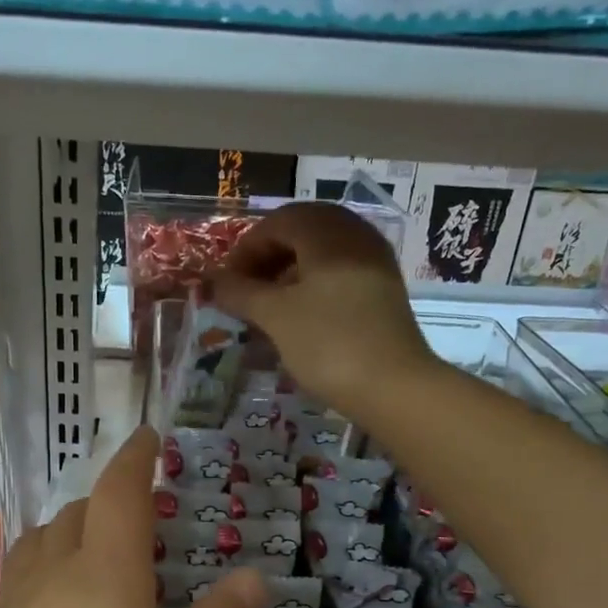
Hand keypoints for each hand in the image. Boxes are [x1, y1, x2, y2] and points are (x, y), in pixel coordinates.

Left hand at [0, 428, 264, 607]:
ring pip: (40, 545)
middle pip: (76, 514)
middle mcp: (53, 575)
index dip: (135, 458)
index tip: (147, 436)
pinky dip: (44, 577)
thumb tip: (254, 575)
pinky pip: (20, 585)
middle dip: (107, 501)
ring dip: (69, 533)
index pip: (120, 493)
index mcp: (105, 573)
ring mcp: (10, 607)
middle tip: (136, 517)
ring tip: (92, 555)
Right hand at [210, 201, 439, 418]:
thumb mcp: (275, 316)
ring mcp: (374, 262)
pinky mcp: (384, 290)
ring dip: (289, 273)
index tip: (226, 284)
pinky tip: (300, 316)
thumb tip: (214, 282)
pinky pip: (340, 273)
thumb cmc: (328, 343)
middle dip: (268, 258)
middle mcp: (355, 235)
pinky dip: (313, 286)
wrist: (394, 386)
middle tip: (245, 291)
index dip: (245, 250)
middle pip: (302, 232)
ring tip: (268, 307)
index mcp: (328, 231)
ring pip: (322, 254)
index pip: (277, 222)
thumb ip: (241, 293)